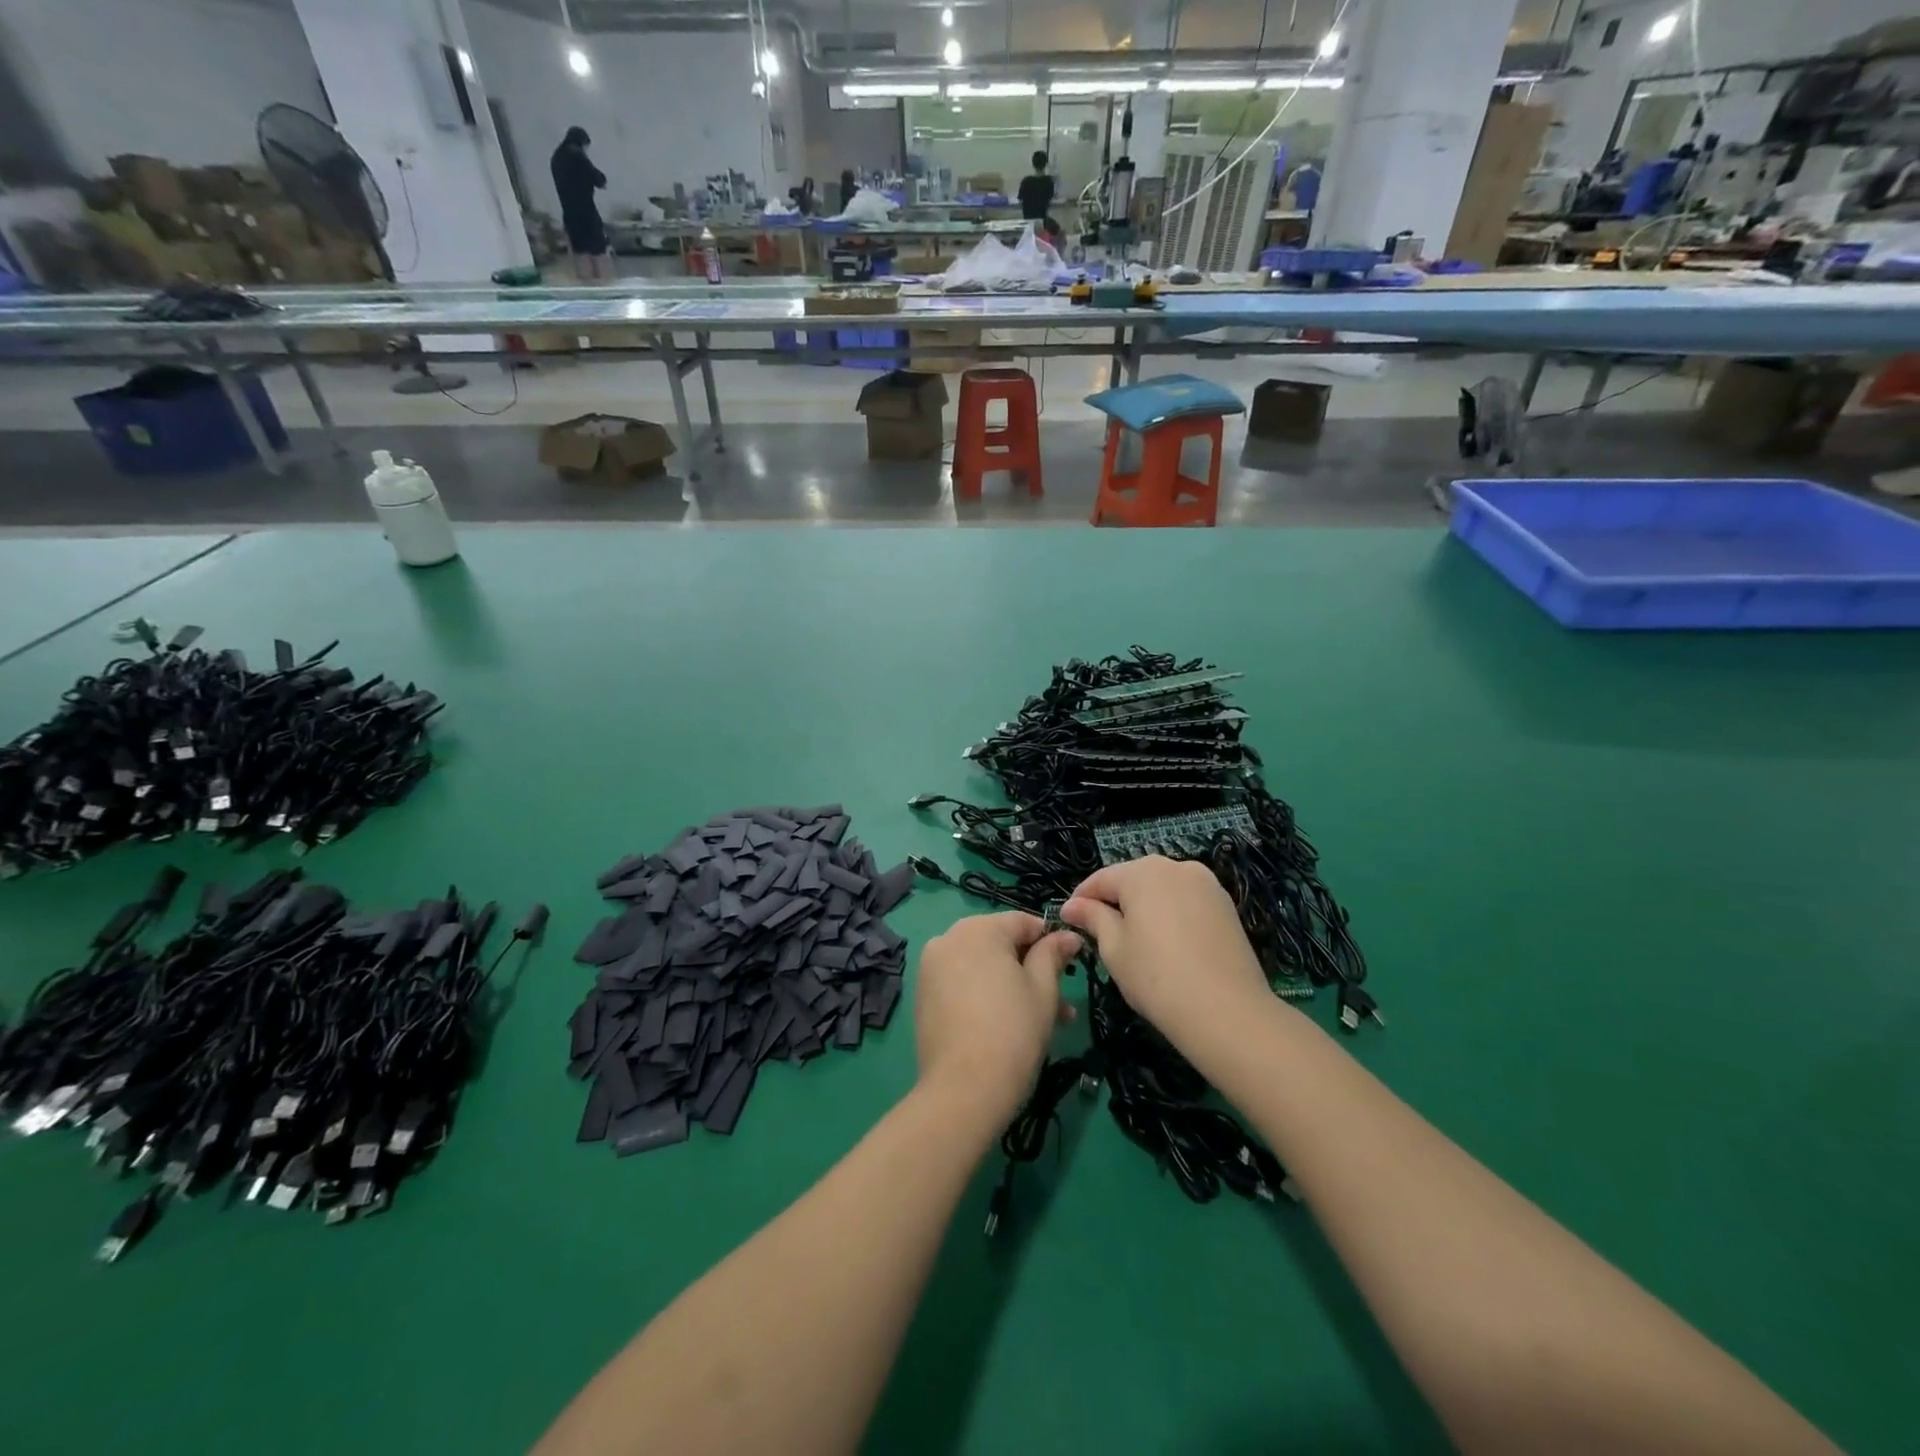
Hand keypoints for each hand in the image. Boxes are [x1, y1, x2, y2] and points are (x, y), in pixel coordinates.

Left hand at [914, 912, 1081, 1126]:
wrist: (964, 1089)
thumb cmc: (1013, 1030)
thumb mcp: (1043, 988)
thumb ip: (1053, 954)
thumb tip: (1067, 935)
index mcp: (977, 929)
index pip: (1023, 921)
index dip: (1050, 940)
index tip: (1071, 963)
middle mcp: (948, 938)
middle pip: (1000, 943)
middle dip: (1032, 967)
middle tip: (1061, 999)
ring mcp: (931, 968)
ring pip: (983, 966)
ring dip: (1013, 984)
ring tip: (1044, 1020)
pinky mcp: (923, 996)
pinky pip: (963, 983)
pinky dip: (986, 994)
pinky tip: (1009, 1024)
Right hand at [1061, 856, 1270, 1052]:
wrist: (1227, 1011)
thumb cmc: (1157, 977)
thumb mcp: (1114, 948)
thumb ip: (1093, 918)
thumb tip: (1072, 906)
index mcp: (1142, 872)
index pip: (1101, 879)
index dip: (1081, 899)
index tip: (1067, 920)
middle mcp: (1176, 866)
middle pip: (1133, 878)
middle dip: (1114, 900)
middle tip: (1099, 932)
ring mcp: (1206, 884)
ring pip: (1162, 889)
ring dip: (1144, 906)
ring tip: (1134, 939)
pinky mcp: (1225, 905)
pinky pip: (1186, 901)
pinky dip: (1170, 914)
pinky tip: (1166, 943)